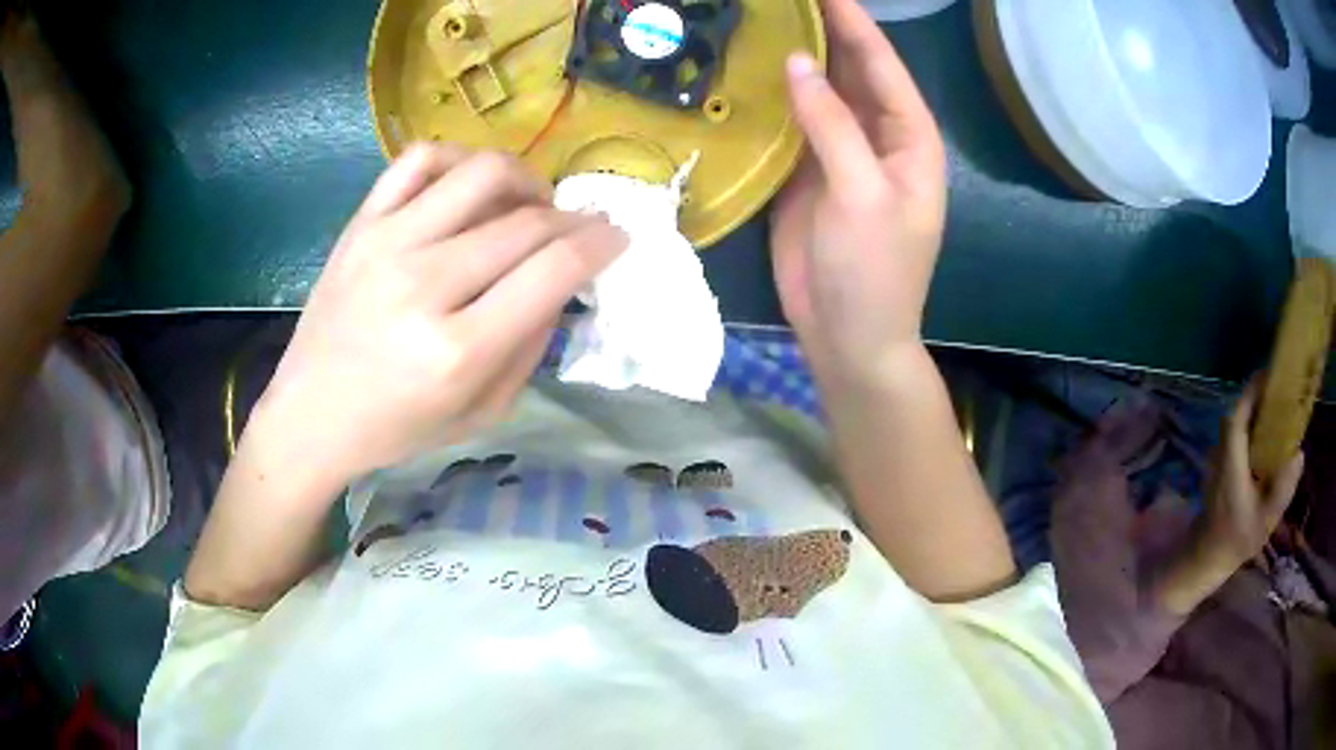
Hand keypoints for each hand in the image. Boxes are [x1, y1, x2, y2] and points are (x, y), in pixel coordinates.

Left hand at [248, 144, 625, 486]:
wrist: (310, 414)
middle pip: (527, 221)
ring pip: (482, 173)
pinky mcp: (361, 223)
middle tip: (581, 229)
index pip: (553, 269)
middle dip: (574, 219)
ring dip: (526, 179)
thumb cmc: (397, 428)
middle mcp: (424, 285)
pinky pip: (421, 160)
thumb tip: (565, 282)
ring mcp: (387, 244)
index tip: (617, 238)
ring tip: (530, 203)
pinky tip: (472, 186)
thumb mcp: (482, 413)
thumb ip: (530, 346)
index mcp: (457, 350)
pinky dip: (461, 159)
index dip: (601, 244)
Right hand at [771, 0, 946, 383]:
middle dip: (823, 31)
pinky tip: (748, 70)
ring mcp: (840, 152)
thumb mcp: (862, 194)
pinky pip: (792, 121)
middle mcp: (877, 136)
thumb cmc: (873, 271)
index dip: (853, 22)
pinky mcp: (807, 171)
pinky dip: (773, 96)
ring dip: (795, 57)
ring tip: (762, 19)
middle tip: (786, 0)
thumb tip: (797, 63)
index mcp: (909, 138)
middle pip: (852, 70)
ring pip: (819, 91)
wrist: (849, 335)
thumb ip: (832, 124)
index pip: (881, 64)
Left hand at [1198, 383, 1305, 569]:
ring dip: (1256, 410)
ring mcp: (1218, 457)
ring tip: (1278, 406)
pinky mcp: (1221, 465)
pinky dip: (1252, 426)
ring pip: (1237, 422)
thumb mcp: (1264, 520)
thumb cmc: (1235, 540)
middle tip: (1281, 389)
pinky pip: (1237, 435)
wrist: (1205, 559)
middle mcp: (1221, 451)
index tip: (1271, 375)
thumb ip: (1282, 489)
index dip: (1253, 390)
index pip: (1238, 414)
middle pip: (1239, 412)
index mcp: (1231, 460)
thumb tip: (1299, 454)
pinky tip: (1268, 434)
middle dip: (1259, 395)